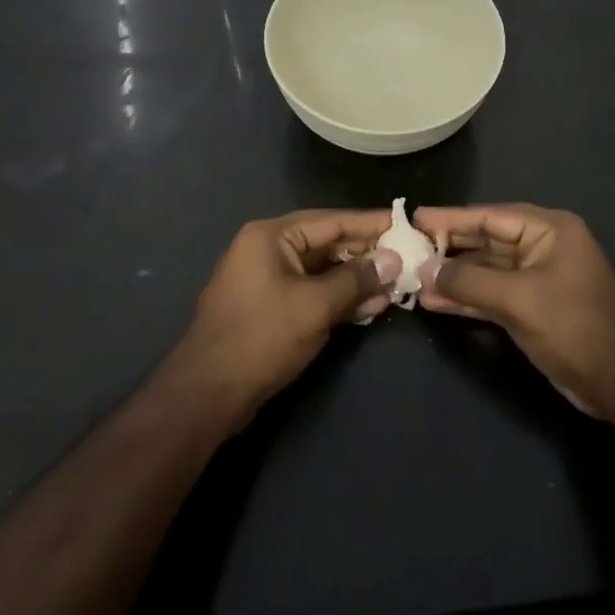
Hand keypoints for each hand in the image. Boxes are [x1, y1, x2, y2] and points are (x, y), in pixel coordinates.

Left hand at [171, 209, 400, 422]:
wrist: (207, 394)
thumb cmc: (261, 337)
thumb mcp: (316, 305)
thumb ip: (357, 279)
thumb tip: (394, 260)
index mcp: (271, 236)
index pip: (332, 220)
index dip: (371, 224)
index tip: (405, 224)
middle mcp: (267, 250)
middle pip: (327, 244)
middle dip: (366, 255)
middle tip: (407, 259)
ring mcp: (267, 281)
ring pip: (322, 272)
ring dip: (356, 280)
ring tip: (395, 287)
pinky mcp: (270, 309)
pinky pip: (311, 293)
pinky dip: (338, 299)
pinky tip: (370, 308)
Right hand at [414, 204, 614, 420]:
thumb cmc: (573, 326)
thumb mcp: (518, 299)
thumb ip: (469, 281)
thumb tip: (425, 269)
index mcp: (549, 230)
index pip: (491, 216)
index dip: (451, 218)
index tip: (414, 218)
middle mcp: (543, 246)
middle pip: (487, 240)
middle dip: (449, 248)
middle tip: (407, 249)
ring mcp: (538, 278)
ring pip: (487, 270)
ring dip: (454, 277)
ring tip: (413, 280)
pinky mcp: (533, 306)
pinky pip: (493, 293)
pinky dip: (468, 297)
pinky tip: (436, 301)